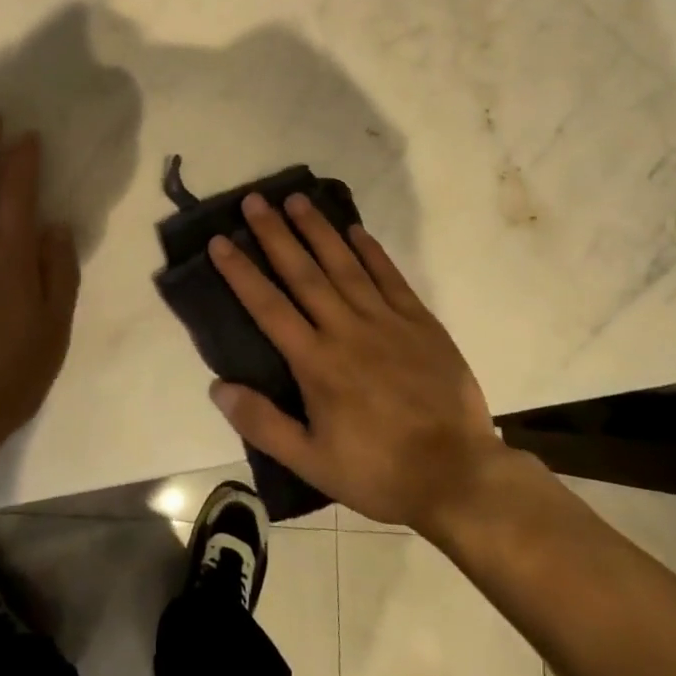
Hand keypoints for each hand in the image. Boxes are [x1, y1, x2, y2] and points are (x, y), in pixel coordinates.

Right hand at [206, 192, 509, 539]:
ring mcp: (386, 321)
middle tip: (255, 200)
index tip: (220, 241)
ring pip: (344, 265)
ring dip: (318, 230)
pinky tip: (355, 230)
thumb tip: (217, 386)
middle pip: (303, 273)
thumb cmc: (379, 471)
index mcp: (316, 362)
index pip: (268, 307)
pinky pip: (390, 277)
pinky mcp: (420, 322)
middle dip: (275, 234)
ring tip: (296, 199)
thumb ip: (263, 423)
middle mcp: (346, 330)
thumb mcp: (312, 462)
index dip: (241, 272)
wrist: (459, 476)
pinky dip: (371, 251)